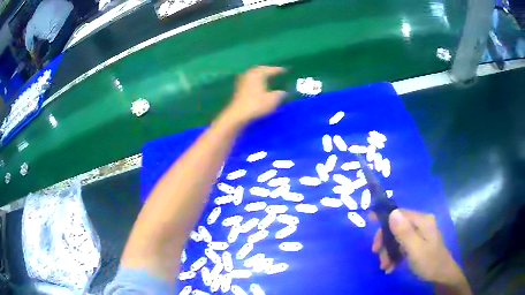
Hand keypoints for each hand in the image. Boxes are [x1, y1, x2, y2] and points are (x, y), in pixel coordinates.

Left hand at [224, 66, 286, 123]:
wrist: (238, 115)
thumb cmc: (256, 105)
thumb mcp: (273, 100)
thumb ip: (280, 94)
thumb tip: (283, 92)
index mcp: (258, 74)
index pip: (270, 70)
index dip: (278, 70)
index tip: (285, 70)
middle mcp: (249, 74)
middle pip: (260, 70)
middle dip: (267, 70)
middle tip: (275, 72)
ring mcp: (242, 81)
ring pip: (253, 75)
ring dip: (260, 76)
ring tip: (267, 78)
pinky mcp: (238, 90)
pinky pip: (250, 82)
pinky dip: (256, 82)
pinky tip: (259, 87)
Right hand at [371, 210, 468, 288]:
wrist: (441, 276)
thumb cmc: (429, 262)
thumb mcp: (415, 249)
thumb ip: (404, 232)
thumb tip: (392, 212)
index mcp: (422, 221)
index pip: (400, 214)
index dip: (385, 218)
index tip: (369, 221)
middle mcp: (421, 224)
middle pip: (397, 227)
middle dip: (386, 243)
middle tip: (378, 257)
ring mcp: (420, 234)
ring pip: (398, 238)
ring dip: (389, 252)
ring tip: (385, 267)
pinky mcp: (419, 244)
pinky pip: (402, 246)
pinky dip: (395, 256)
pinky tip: (391, 267)